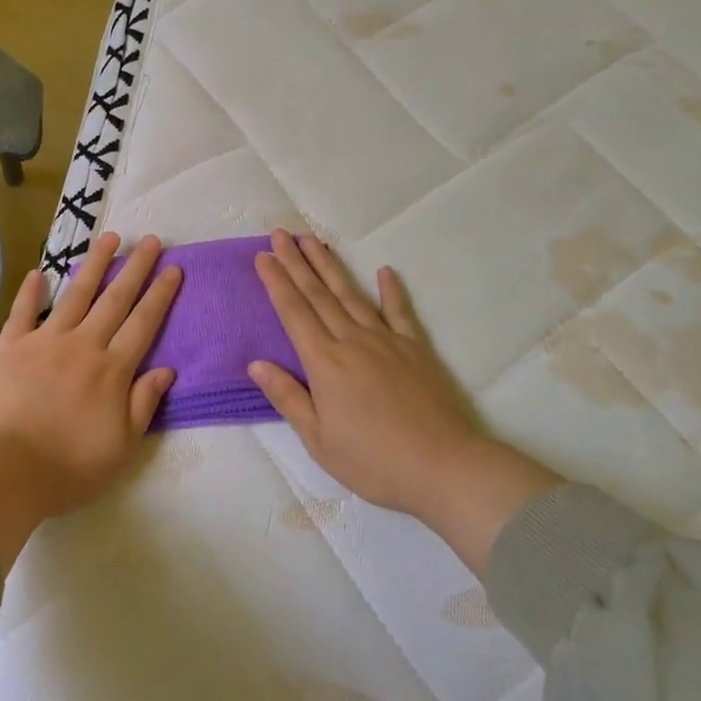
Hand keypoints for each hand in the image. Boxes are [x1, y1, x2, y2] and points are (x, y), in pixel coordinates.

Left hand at [0, 233, 180, 568]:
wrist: (4, 473)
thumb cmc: (69, 468)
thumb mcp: (121, 447)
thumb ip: (143, 403)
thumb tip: (167, 369)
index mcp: (112, 370)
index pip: (143, 323)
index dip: (161, 294)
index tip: (174, 268)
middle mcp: (83, 345)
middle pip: (115, 299)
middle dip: (136, 268)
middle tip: (151, 240)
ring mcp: (45, 342)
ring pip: (75, 294)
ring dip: (94, 265)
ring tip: (110, 238)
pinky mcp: (11, 348)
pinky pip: (23, 313)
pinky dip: (31, 291)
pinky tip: (39, 272)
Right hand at [250, 230, 562, 571]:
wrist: (444, 467)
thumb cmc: (374, 461)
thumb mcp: (319, 440)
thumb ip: (287, 397)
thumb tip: (256, 364)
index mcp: (324, 363)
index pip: (293, 312)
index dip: (276, 282)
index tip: (263, 255)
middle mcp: (352, 341)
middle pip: (318, 294)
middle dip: (296, 262)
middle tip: (281, 233)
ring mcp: (387, 341)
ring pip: (352, 295)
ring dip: (330, 266)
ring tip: (314, 240)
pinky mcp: (416, 349)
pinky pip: (400, 312)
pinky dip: (392, 290)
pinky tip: (384, 271)